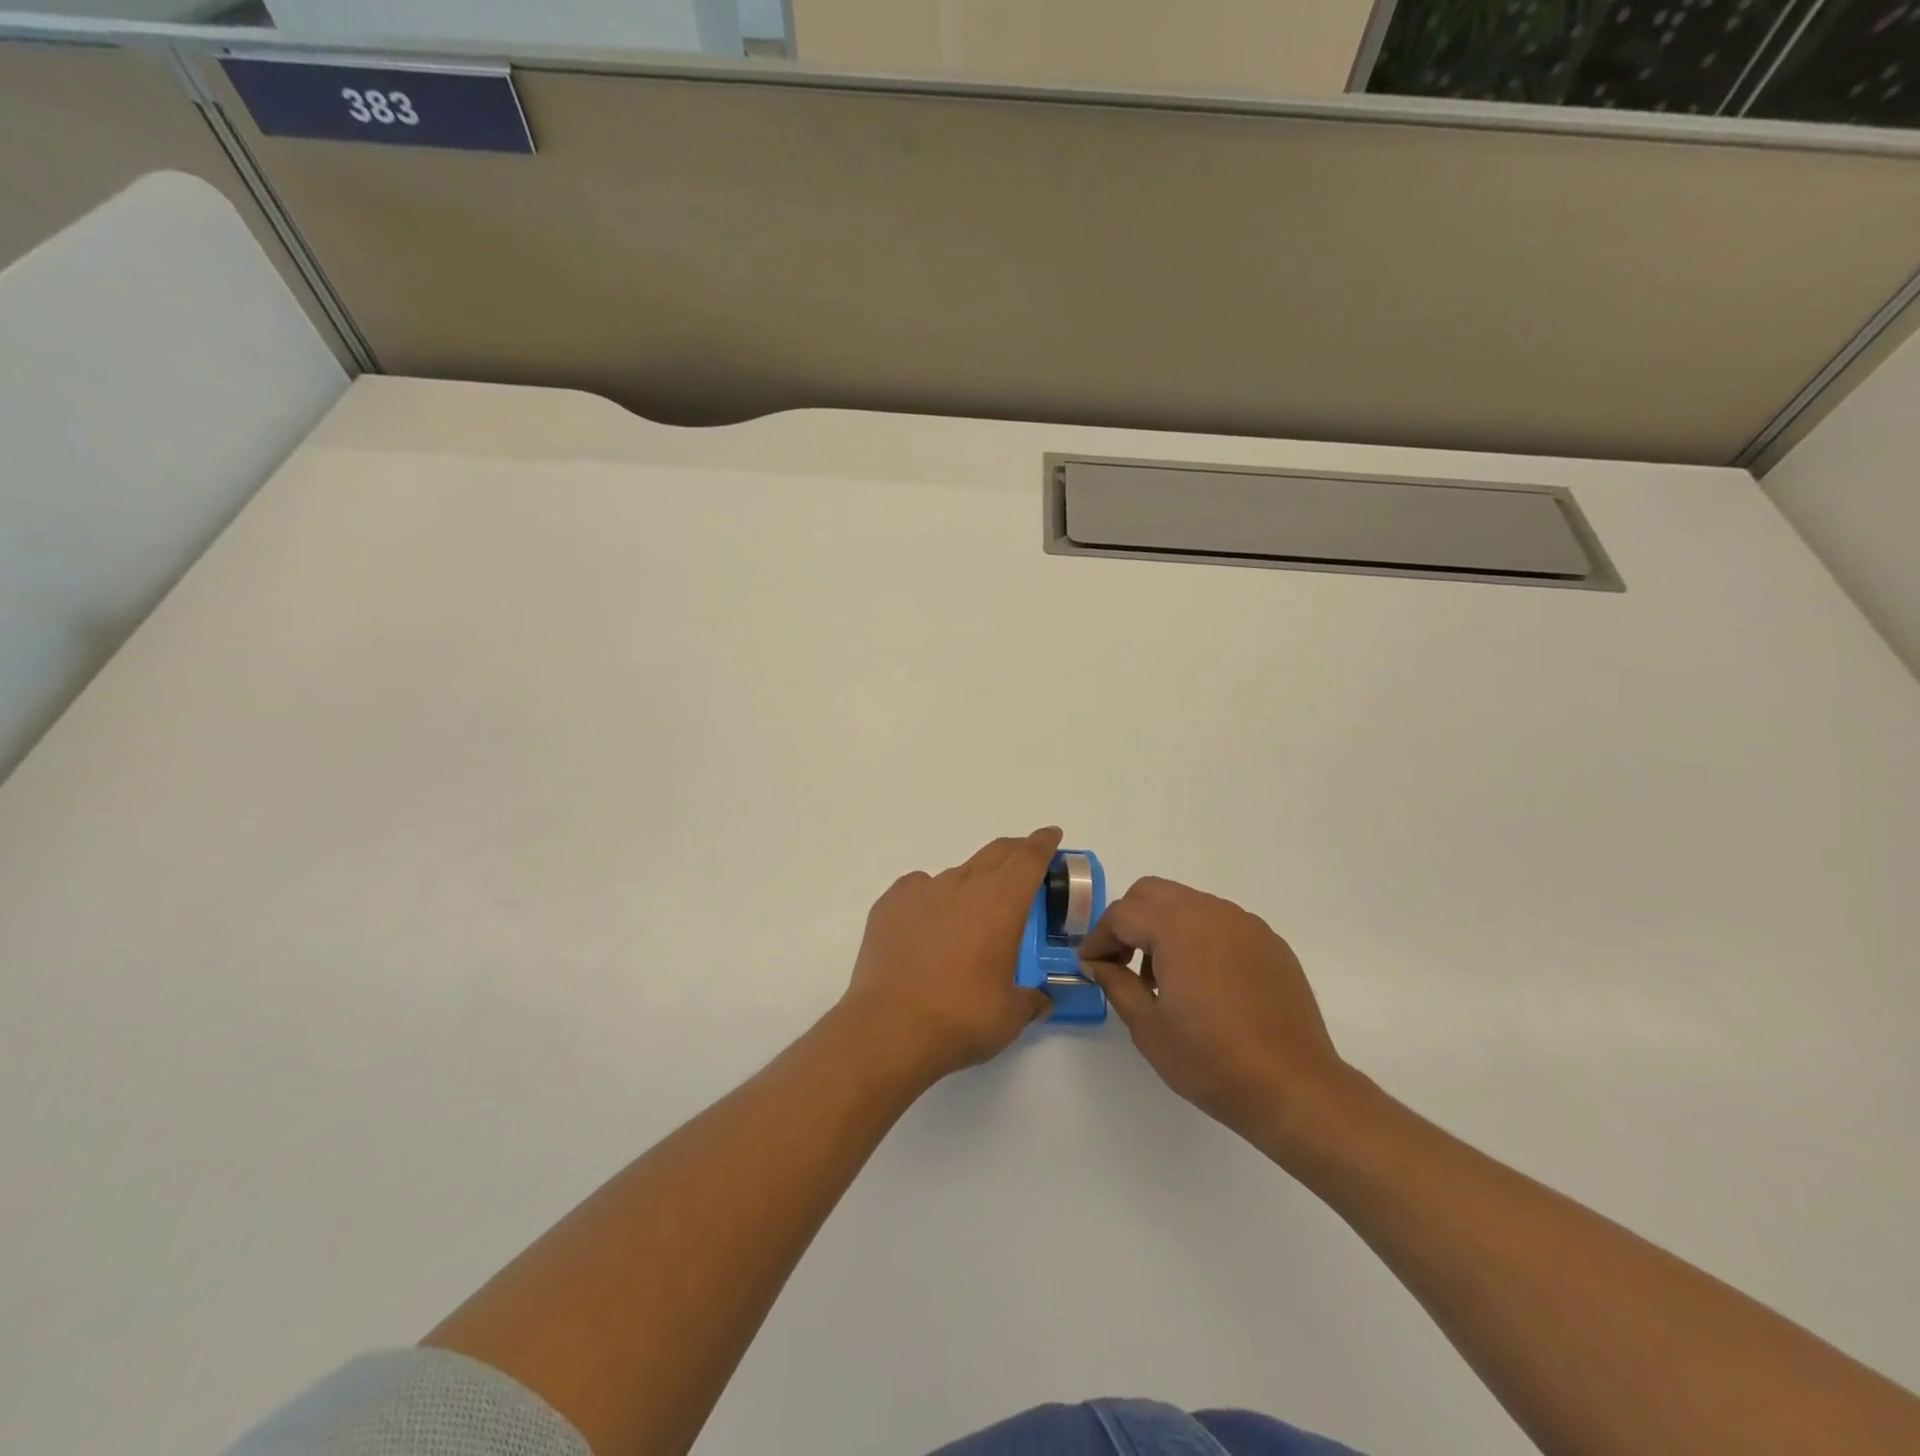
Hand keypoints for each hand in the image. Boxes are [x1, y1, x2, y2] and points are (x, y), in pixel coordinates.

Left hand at [840, 828, 1059, 1086]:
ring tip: (971, 916)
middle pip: (995, 853)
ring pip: (957, 874)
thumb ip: (1031, 999)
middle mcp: (964, 885)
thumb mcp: (1011, 1015)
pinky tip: (928, 923)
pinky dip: (931, 898)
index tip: (1050, 835)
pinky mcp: (890, 903)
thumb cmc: (961, 1018)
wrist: (889, 1028)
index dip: (1042, 843)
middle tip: (1023, 863)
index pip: (1028, 858)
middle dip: (1014, 852)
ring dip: (972, 884)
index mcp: (1001, 903)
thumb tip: (1040, 998)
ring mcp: (923, 890)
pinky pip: (919, 888)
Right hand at [1080, 877, 1352, 1158]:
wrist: (1295, 1088)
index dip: (1098, 938)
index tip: (1090, 966)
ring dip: (1162, 927)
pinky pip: (1219, 923)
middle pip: (1153, 893)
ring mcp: (1245, 924)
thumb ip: (1115, 983)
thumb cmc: (1212, 1061)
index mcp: (1178, 927)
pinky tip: (1202, 983)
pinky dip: (1197, 937)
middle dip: (1128, 920)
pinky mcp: (1269, 942)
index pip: (1122, 914)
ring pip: (1187, 904)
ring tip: (1162, 978)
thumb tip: (1096, 963)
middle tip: (1120, 962)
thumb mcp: (1148, 1027)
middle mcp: (1212, 912)